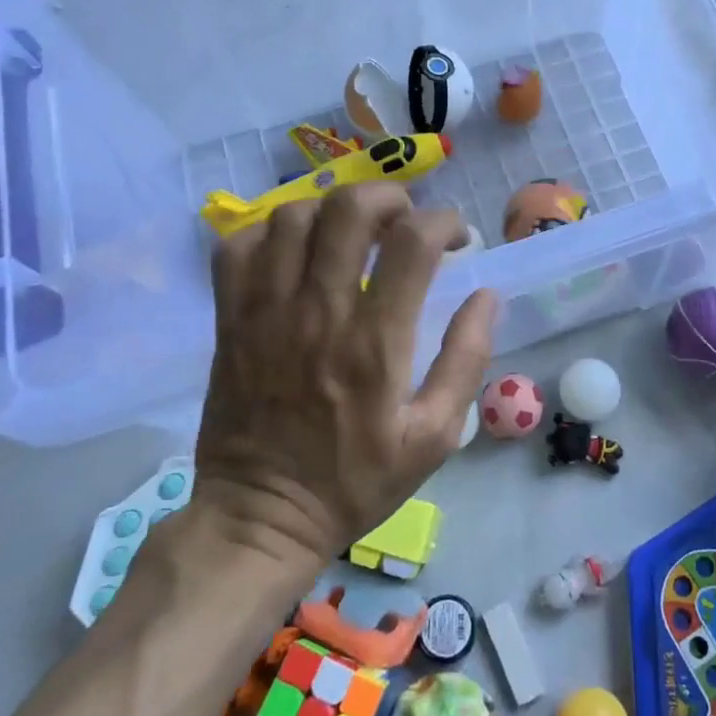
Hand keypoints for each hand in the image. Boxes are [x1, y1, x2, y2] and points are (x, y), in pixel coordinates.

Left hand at [192, 183, 495, 569]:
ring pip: (293, 216)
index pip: (412, 241)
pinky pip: (238, 247)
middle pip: (349, 208)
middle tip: (404, 221)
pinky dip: (271, 232)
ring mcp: (265, 311)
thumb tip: (486, 295)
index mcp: (375, 341)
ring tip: (353, 233)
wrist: (262, 518)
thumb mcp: (435, 436)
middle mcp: (319, 311)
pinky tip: (295, 252)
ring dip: (333, 210)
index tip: (456, 239)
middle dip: (389, 197)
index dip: (444, 222)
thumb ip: (466, 359)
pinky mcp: (230, 319)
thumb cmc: (356, 480)